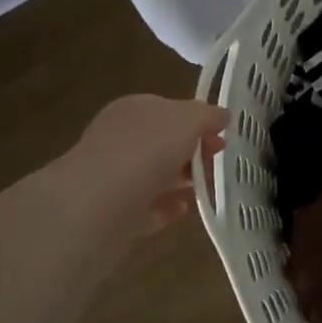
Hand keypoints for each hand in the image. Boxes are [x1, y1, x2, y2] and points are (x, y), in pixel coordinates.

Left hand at [68, 95, 226, 238]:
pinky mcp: (116, 213)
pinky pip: (148, 206)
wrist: (98, 207)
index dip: (198, 120)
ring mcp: (115, 177)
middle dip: (193, 151)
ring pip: (157, 174)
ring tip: (207, 187)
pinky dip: (167, 206)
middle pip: (164, 142)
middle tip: (218, 163)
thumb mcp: (187, 119)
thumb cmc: (146, 151)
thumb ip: (207, 115)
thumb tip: (221, 115)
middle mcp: (120, 139)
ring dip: (182, 179)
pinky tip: (184, 208)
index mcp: (133, 109)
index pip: (169, 109)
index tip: (223, 136)